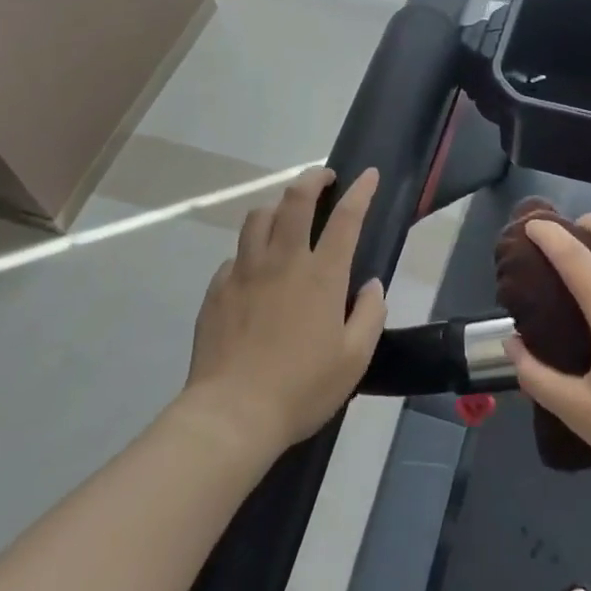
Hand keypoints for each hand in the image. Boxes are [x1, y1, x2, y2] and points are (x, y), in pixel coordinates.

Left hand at [184, 167, 386, 452]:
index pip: (346, 217)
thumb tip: (371, 285)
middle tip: (324, 177)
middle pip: (295, 199)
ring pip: (259, 217)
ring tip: (287, 214)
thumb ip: (370, 314)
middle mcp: (283, 261)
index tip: (369, 174)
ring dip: (278, 206)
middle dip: (313, 178)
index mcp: (322, 275)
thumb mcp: (355, 358)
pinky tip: (255, 268)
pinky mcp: (218, 290)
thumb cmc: (301, 387)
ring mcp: (245, 272)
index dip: (360, 190)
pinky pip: (236, 255)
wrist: (231, 415)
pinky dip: (251, 250)